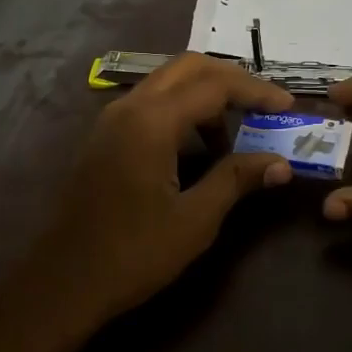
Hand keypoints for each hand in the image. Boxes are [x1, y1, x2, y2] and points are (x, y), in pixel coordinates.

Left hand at [29, 53, 294, 326]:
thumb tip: (281, 163)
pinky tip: (198, 147)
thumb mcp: (194, 219)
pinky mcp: (104, 138)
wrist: (63, 284)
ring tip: (235, 136)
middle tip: (265, 106)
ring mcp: (111, 120)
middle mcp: (128, 108)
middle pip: (188, 68)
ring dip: (205, 96)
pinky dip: (182, 111)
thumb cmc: (132, 254)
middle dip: (232, 81)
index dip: (257, 92)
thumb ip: (237, 180)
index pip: (215, 85)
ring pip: (167, 84)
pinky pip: (150, 104)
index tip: (288, 107)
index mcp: (151, 122)